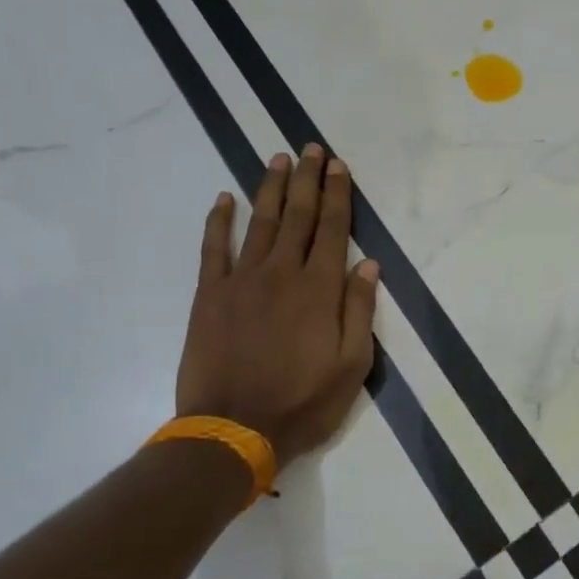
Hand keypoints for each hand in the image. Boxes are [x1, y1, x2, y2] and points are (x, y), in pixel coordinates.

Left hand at [176, 144, 380, 463]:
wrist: (233, 430)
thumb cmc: (303, 403)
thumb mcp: (352, 366)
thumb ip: (359, 311)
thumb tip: (368, 265)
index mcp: (320, 289)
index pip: (333, 230)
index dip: (338, 195)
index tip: (339, 166)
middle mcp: (282, 273)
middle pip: (299, 216)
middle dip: (308, 179)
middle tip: (311, 148)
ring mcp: (242, 281)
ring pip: (261, 223)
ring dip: (271, 189)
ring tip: (279, 160)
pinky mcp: (210, 295)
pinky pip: (214, 249)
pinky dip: (219, 221)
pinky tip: (224, 199)